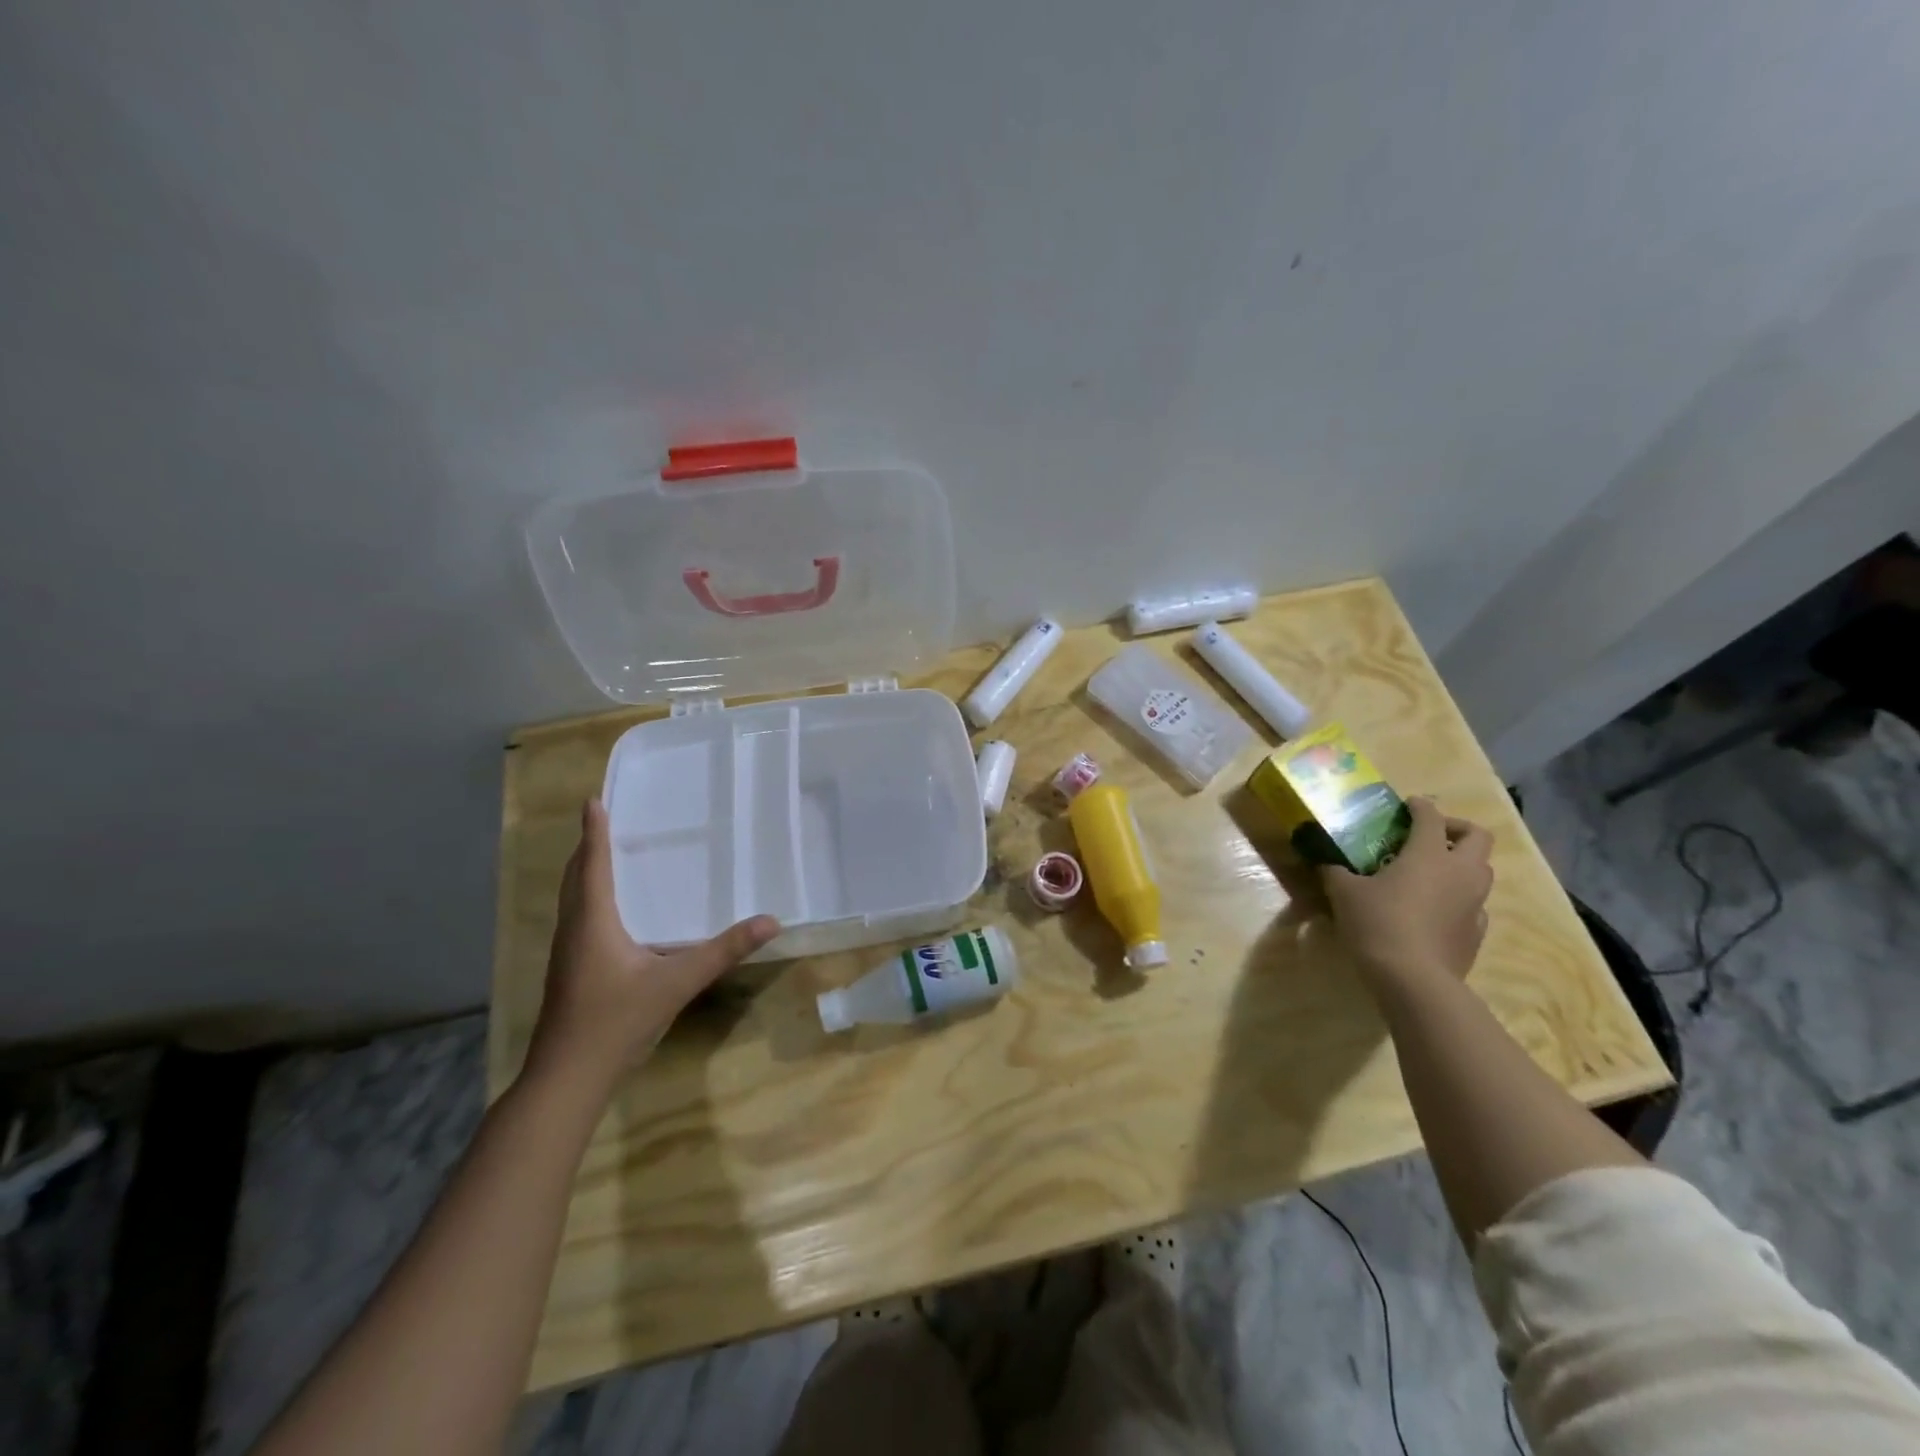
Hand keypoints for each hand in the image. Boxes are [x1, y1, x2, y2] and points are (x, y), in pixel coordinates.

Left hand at [525, 800, 779, 1088]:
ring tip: (606, 855)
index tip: (593, 801)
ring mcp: (567, 953)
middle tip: (605, 821)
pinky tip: (610, 912)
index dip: (594, 832)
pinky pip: (577, 919)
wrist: (567, 1078)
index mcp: (593, 921)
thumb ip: (723, 951)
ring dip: (585, 872)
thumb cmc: (616, 1021)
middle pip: (575, 877)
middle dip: (588, 847)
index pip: (593, 865)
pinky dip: (589, 898)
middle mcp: (574, 930)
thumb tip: (770, 921)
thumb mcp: (677, 983)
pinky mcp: (569, 972)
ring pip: (572, 899)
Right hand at [1320, 797, 1493, 992]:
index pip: (1431, 816)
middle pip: (1477, 837)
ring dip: (1461, 863)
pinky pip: (1475, 904)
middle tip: (1429, 836)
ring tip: (1431, 872)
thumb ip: (1336, 871)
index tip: (1407, 806)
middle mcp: (1460, 872)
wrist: (1414, 979)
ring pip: (1482, 871)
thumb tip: (1326, 862)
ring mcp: (1475, 903)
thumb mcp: (1344, 892)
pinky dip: (1459, 898)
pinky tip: (1435, 909)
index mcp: (1429, 854)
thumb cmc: (1378, 923)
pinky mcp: (1477, 931)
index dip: (1419, 807)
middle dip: (1456, 829)